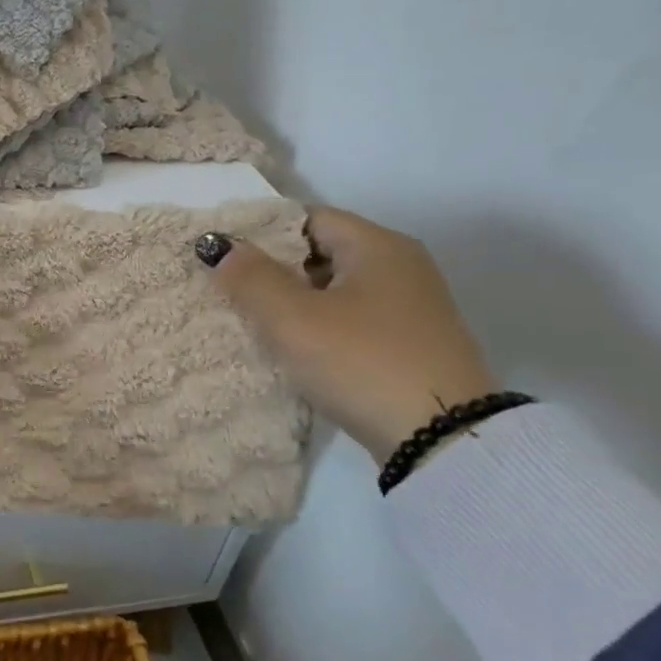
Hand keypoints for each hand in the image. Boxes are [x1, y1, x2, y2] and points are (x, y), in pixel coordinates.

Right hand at [199, 208, 497, 462]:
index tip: (224, 258)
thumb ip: (249, 277)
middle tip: (230, 292)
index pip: (307, 218)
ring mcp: (411, 308)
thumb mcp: (293, 318)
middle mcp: (401, 266)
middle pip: (320, 252)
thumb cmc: (361, 361)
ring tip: (253, 323)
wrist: (443, 441)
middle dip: (273, 270)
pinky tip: (294, 349)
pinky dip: (319, 326)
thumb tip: (217, 245)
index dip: (261, 233)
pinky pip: (351, 319)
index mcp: (378, 246)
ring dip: (293, 302)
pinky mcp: (411, 344)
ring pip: (334, 289)